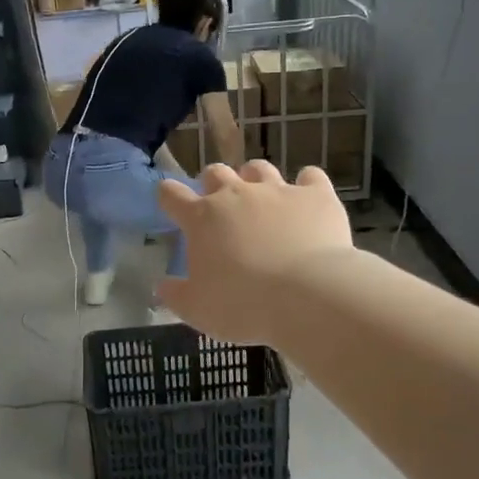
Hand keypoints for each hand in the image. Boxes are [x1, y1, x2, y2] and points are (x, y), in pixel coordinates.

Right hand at [157, 161, 354, 343]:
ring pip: (259, 169)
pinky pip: (310, 177)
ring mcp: (278, 191)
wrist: (308, 297)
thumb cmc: (242, 305)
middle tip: (220, 207)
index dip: (168, 196)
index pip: (172, 195)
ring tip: (261, 199)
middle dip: (214, 184)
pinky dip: (307, 185)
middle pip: (216, 172)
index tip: (170, 204)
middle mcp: (237, 194)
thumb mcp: (197, 309)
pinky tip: (308, 200)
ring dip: (255, 179)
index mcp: (202, 218)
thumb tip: (162, 286)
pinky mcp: (316, 195)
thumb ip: (175, 294)